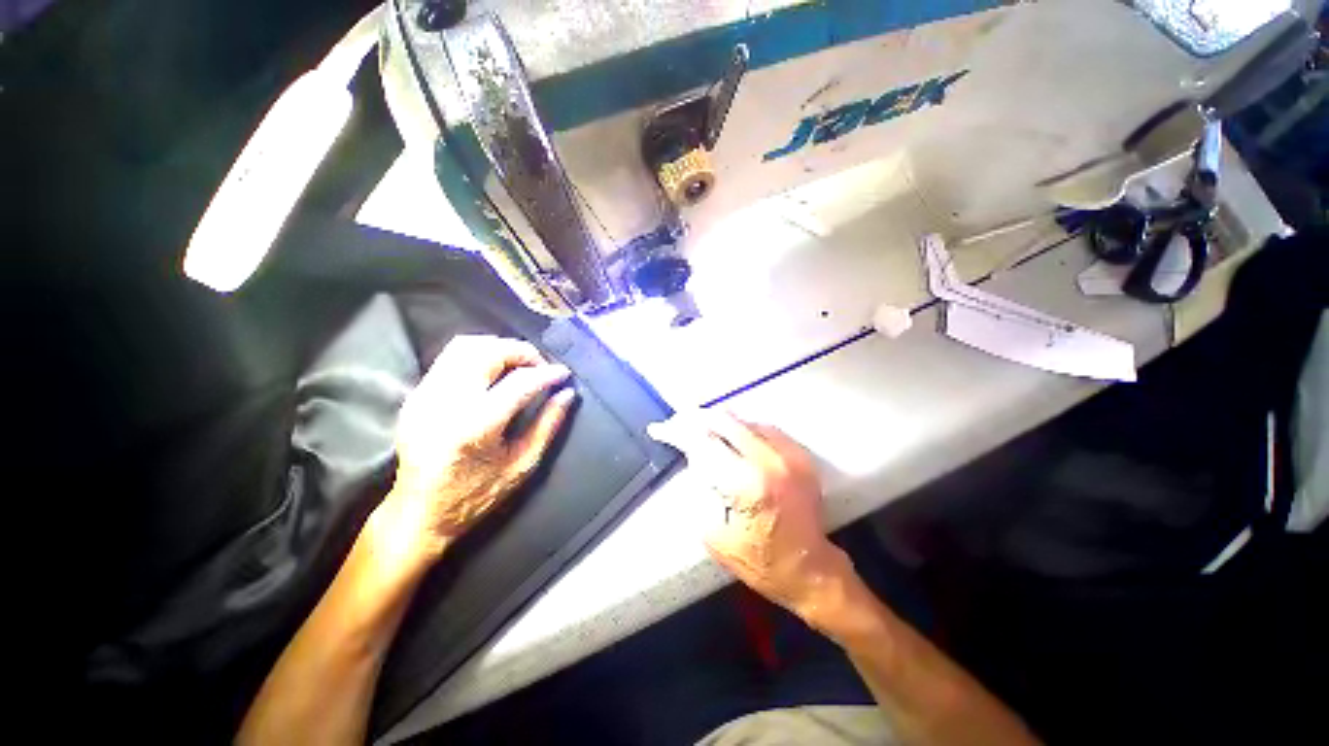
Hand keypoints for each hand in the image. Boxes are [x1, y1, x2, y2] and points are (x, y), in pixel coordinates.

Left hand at [388, 335, 575, 556]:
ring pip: (465, 345)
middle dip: (522, 352)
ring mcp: (424, 396)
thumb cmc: (476, 495)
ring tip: (519, 365)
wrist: (418, 513)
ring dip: (499, 348)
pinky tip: (494, 373)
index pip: (519, 382)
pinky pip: (450, 357)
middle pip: (488, 351)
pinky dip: (479, 355)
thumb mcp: (522, 465)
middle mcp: (445, 403)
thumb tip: (567, 394)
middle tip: (540, 367)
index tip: (563, 373)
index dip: (547, 373)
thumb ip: (548, 425)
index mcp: (475, 427)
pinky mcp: (415, 394)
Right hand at [648, 412, 853, 624]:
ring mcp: (789, 454)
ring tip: (698, 426)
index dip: (677, 432)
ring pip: (743, 420)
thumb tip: (695, 459)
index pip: (703, 443)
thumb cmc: (759, 561)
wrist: (811, 569)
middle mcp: (769, 461)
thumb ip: (700, 491)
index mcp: (746, 485)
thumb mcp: (714, 535)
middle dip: (695, 419)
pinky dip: (741, 428)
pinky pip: (763, 428)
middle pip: (724, 421)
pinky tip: (729, 434)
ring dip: (717, 421)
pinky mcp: (800, 455)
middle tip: (677, 423)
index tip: (659, 429)